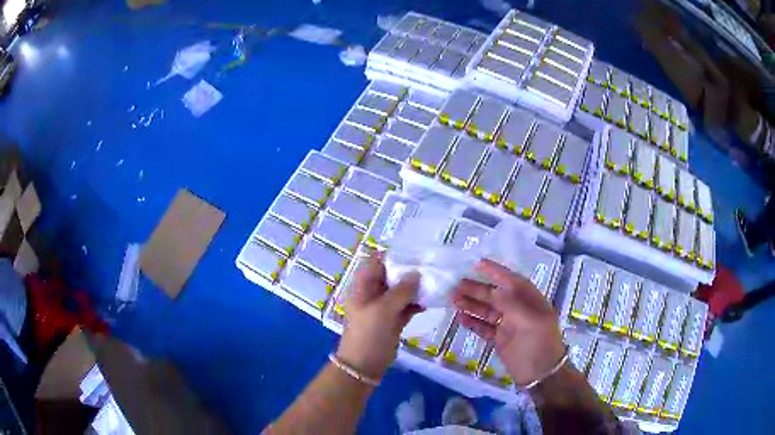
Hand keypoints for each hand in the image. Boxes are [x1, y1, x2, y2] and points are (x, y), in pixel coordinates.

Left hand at [337, 254, 421, 380]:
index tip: (415, 255)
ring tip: (435, 282)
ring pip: (400, 291)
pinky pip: (405, 306)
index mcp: (363, 286)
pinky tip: (430, 301)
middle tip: (431, 268)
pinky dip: (416, 303)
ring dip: (415, 288)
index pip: (376, 263)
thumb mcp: (383, 309)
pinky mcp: (392, 320)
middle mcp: (372, 293)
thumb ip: (401, 290)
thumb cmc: (368, 334)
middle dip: (409, 272)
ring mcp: (382, 308)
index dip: (393, 257)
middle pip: (391, 276)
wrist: (364, 365)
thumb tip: (416, 274)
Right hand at [451, 259, 564, 385]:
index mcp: (530, 300)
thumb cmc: (540, 344)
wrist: (542, 375)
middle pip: (495, 295)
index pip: (511, 281)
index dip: (495, 271)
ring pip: (487, 311)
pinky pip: (484, 327)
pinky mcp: (500, 340)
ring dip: (471, 305)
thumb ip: (512, 304)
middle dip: (477, 289)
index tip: (477, 264)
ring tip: (453, 300)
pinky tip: (460, 319)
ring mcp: (509, 325)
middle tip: (455, 286)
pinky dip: (473, 322)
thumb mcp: (530, 321)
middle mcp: (518, 310)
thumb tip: (493, 290)